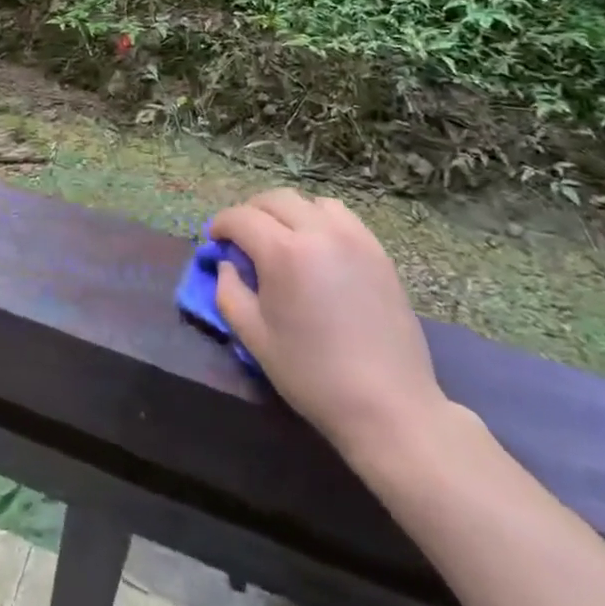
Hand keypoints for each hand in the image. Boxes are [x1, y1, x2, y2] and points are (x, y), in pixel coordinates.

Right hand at [211, 190, 451, 470]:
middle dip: (250, 212)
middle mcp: (318, 232)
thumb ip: (228, 291)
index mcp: (283, 252)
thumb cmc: (312, 375)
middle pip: (274, 199)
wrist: (388, 406)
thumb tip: (227, 264)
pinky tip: (317, 247)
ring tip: (282, 238)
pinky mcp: (378, 251)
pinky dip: (319, 219)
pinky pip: (341, 216)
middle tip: (242, 238)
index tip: (215, 241)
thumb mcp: (253, 337)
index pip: (241, 217)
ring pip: (309, 201)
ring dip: (287, 211)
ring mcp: (353, 238)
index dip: (221, 225)